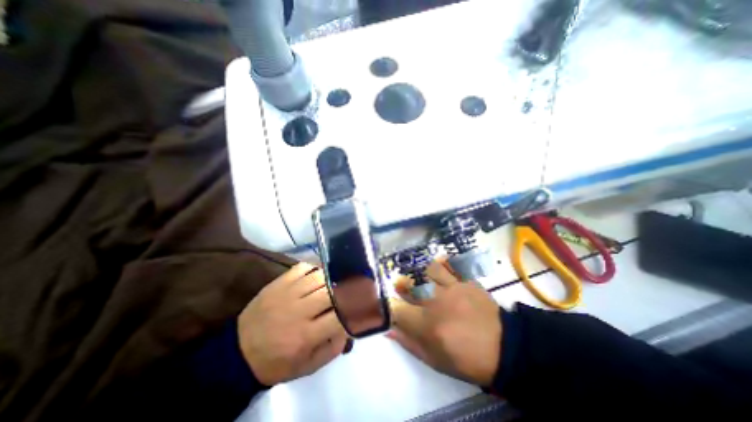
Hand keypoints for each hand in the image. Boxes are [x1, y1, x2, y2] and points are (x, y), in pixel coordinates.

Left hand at [238, 264, 349, 384]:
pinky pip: (302, 267)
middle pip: (331, 292)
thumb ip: (333, 349)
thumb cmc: (276, 362)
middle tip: (350, 290)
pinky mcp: (278, 283)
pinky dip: (314, 268)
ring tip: (335, 282)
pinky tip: (317, 275)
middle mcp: (298, 311)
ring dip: (331, 278)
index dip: (353, 309)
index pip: (339, 316)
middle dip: (344, 291)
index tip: (360, 305)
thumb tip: (349, 327)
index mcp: (306, 336)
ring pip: (318, 276)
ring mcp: (287, 293)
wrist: (238, 352)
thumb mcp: (307, 367)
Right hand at [390, 262, 501, 387]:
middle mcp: (436, 302)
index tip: (392, 305)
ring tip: (421, 277)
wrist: (504, 349)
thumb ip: (408, 343)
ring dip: (420, 272)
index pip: (397, 308)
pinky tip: (439, 265)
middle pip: (410, 283)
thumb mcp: (434, 360)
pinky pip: (451, 264)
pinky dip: (442, 262)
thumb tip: (388, 329)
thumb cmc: (465, 359)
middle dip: (402, 284)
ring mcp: (452, 288)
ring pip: (428, 269)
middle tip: (401, 285)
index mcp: (427, 325)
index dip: (390, 305)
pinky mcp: (466, 281)